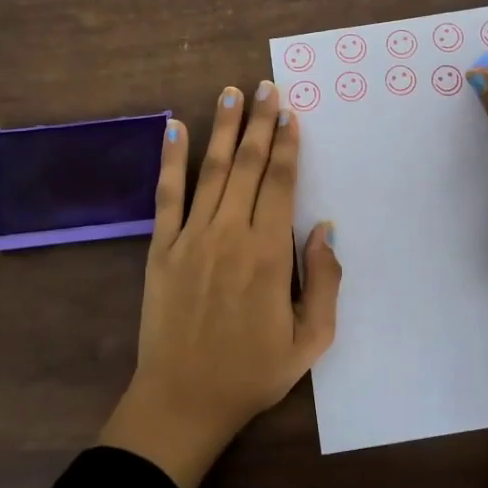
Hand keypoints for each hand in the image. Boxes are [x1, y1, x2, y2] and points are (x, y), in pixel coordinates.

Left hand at [99, 81, 341, 487]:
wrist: (183, 401)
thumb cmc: (251, 372)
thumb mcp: (310, 341)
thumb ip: (325, 283)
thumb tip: (325, 230)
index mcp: (269, 254)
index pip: (282, 183)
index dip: (288, 144)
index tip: (290, 112)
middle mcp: (230, 234)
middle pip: (250, 166)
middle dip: (260, 123)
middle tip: (266, 86)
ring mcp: (191, 238)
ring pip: (213, 170)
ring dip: (224, 129)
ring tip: (231, 93)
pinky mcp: (161, 248)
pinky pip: (167, 195)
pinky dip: (170, 159)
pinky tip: (174, 128)